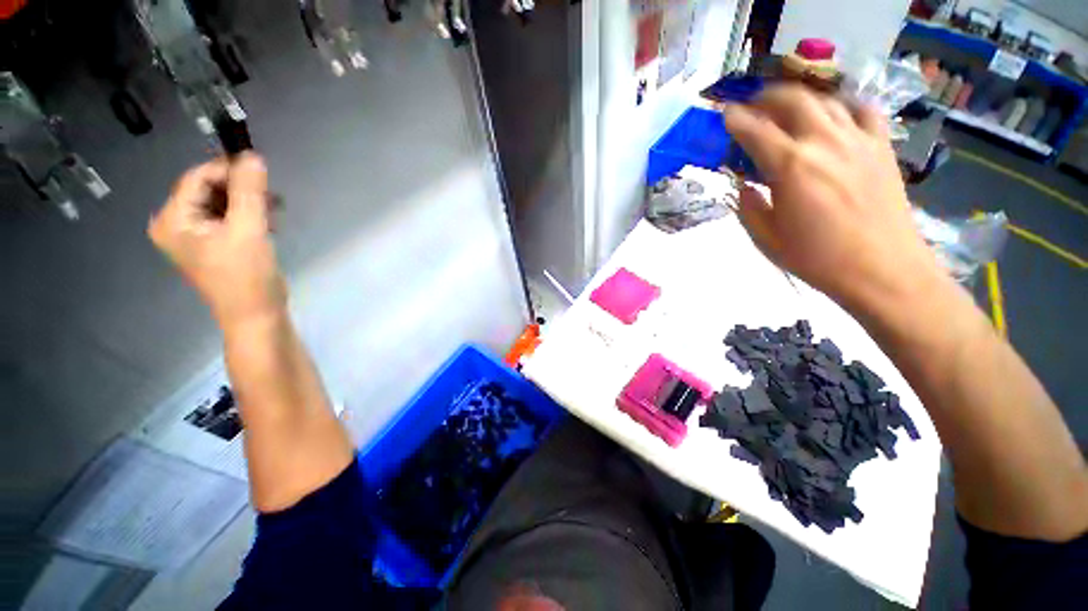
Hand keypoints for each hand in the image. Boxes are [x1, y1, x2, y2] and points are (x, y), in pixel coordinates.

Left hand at [149, 153, 285, 327]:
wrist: (257, 316)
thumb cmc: (247, 276)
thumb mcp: (249, 230)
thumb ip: (249, 191)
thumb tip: (253, 156)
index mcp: (173, 220)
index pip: (196, 178)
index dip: (227, 169)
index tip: (261, 170)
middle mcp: (176, 224)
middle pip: (208, 190)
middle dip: (241, 190)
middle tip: (272, 197)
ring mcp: (194, 236)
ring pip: (221, 204)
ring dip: (248, 203)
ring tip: (274, 213)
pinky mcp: (213, 245)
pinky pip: (227, 218)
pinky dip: (248, 216)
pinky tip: (268, 224)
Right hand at [723, 84, 943, 310]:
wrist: (882, 269)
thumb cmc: (817, 258)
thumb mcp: (766, 238)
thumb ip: (749, 207)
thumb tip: (744, 186)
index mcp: (791, 167)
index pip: (755, 130)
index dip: (736, 119)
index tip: (725, 113)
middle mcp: (824, 142)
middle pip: (793, 99)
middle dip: (768, 97)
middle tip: (754, 105)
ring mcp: (858, 140)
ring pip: (826, 100)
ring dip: (801, 99)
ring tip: (788, 111)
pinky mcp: (881, 146)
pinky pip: (863, 111)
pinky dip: (843, 106)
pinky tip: (835, 117)